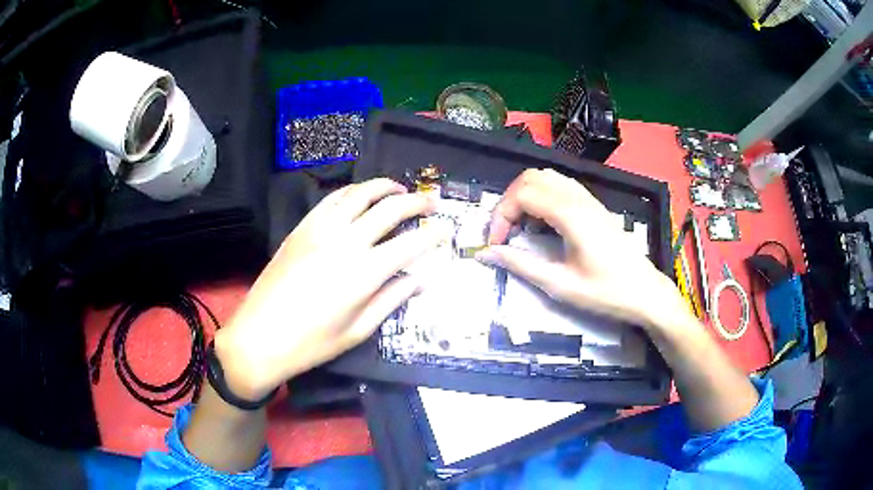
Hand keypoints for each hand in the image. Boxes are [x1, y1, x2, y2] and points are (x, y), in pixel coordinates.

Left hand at [213, 178, 438, 399]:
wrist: (260, 336)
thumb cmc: (312, 343)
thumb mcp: (359, 330)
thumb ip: (392, 299)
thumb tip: (422, 279)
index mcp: (364, 272)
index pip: (411, 243)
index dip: (433, 234)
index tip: (446, 230)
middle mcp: (345, 241)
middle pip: (389, 209)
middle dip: (417, 201)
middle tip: (432, 201)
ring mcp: (320, 229)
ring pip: (359, 194)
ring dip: (384, 186)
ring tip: (399, 189)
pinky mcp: (301, 227)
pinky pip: (331, 199)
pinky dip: (352, 191)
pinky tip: (360, 195)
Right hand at [477, 168, 688, 330]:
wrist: (645, 292)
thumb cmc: (606, 292)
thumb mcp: (560, 285)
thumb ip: (521, 265)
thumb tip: (486, 254)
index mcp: (570, 214)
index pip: (522, 194)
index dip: (500, 216)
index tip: (495, 244)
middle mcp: (578, 198)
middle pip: (530, 177)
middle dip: (509, 201)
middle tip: (504, 233)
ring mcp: (588, 198)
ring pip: (545, 177)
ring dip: (524, 196)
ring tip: (521, 227)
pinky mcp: (593, 205)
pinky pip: (559, 185)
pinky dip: (541, 196)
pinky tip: (542, 223)